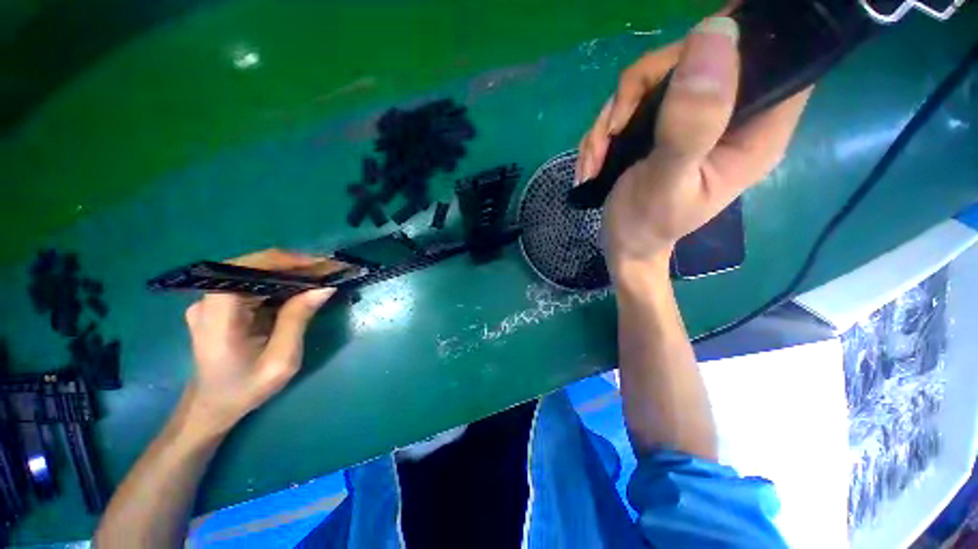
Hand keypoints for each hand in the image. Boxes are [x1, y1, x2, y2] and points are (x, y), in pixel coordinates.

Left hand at [183, 249, 340, 433]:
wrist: (212, 406)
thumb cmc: (245, 389)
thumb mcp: (280, 360)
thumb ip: (298, 320)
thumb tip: (324, 287)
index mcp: (218, 314)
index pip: (247, 268)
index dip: (286, 261)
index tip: (321, 264)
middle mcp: (209, 300)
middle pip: (254, 267)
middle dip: (295, 266)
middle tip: (330, 270)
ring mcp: (213, 301)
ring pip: (256, 274)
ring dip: (291, 273)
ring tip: (323, 276)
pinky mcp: (221, 304)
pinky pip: (255, 284)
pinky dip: (282, 283)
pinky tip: (303, 288)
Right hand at [576, 16, 810, 275]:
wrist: (624, 244)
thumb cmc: (646, 225)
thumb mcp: (666, 182)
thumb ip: (691, 123)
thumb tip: (715, 33)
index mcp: (756, 130)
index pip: (769, 56)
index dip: (732, 44)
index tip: (679, 69)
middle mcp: (730, 114)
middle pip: (695, 56)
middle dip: (639, 92)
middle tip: (613, 132)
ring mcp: (692, 116)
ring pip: (653, 78)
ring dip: (612, 118)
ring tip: (595, 160)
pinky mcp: (663, 123)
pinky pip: (630, 102)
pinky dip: (605, 130)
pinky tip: (595, 160)